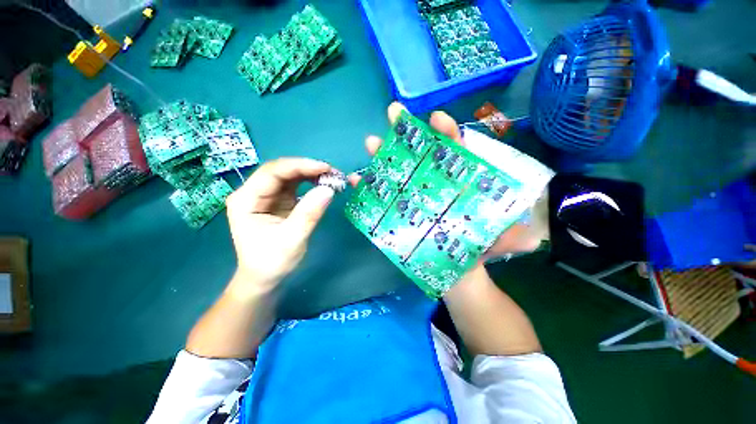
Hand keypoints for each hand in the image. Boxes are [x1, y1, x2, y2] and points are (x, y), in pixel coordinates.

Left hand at [226, 158, 334, 293]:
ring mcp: (266, 196)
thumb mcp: (292, 239)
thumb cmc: (272, 262)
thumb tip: (329, 189)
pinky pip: (294, 185)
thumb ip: (309, 213)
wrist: (264, 278)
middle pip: (280, 170)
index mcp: (246, 200)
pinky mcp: (278, 201)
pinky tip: (322, 183)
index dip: (300, 166)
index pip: (272, 173)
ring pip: (288, 176)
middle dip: (307, 168)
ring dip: (310, 174)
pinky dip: (310, 182)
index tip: (325, 168)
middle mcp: (253, 193)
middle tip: (332, 172)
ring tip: (331, 177)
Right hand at [350, 102, 543, 260]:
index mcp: (458, 184)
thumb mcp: (498, 241)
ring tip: (371, 143)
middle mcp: (434, 184)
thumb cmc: (477, 249)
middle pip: (420, 155)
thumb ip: (511, 236)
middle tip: (393, 114)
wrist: (456, 271)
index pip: (454, 153)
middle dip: (408, 134)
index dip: (447, 135)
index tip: (437, 119)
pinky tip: (358, 180)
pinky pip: (382, 197)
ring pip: (398, 171)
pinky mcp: (399, 212)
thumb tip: (527, 236)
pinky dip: (369, 187)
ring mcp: (414, 197)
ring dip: (384, 156)